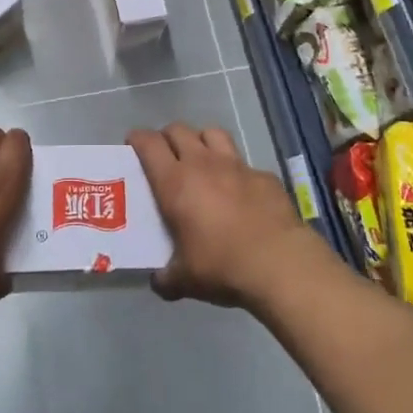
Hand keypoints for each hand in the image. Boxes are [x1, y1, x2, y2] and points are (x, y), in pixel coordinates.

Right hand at [129, 123, 321, 309]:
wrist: (280, 263)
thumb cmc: (222, 266)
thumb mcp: (185, 280)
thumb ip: (167, 277)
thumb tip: (160, 282)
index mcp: (175, 182)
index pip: (149, 143)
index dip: (137, 139)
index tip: (132, 146)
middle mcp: (202, 164)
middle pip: (178, 130)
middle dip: (167, 137)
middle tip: (165, 157)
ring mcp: (236, 165)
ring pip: (212, 133)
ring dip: (201, 141)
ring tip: (201, 161)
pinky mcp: (263, 175)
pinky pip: (243, 162)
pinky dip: (235, 170)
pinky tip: (239, 192)